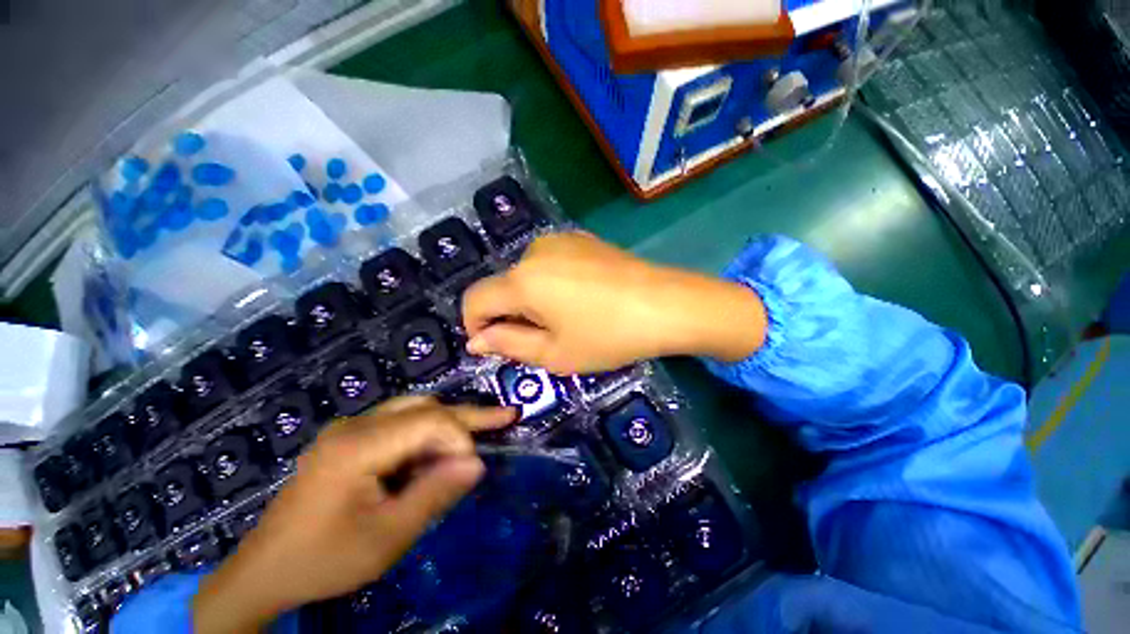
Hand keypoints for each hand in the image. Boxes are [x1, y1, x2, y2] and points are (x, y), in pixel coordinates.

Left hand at [192, 397, 513, 632]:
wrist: (264, 572)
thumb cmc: (325, 560)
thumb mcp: (387, 537)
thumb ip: (435, 494)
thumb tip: (478, 463)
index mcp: (358, 445)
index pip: (429, 420)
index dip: (460, 439)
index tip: (473, 470)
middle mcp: (355, 425)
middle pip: (425, 407)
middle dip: (467, 417)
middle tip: (506, 417)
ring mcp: (349, 429)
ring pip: (414, 410)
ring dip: (448, 424)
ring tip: (479, 435)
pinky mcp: (348, 440)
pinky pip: (399, 424)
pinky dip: (427, 436)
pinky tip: (438, 453)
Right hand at [462, 233, 766, 373]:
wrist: (667, 304)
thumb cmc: (609, 336)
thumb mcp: (555, 353)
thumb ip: (508, 344)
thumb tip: (477, 340)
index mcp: (523, 280)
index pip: (475, 299)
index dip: (475, 325)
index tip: (494, 346)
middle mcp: (534, 251)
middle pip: (503, 286)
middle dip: (510, 315)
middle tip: (543, 340)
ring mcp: (560, 241)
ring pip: (527, 275)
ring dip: (532, 299)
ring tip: (567, 319)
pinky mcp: (581, 240)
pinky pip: (550, 264)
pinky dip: (551, 284)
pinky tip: (581, 299)